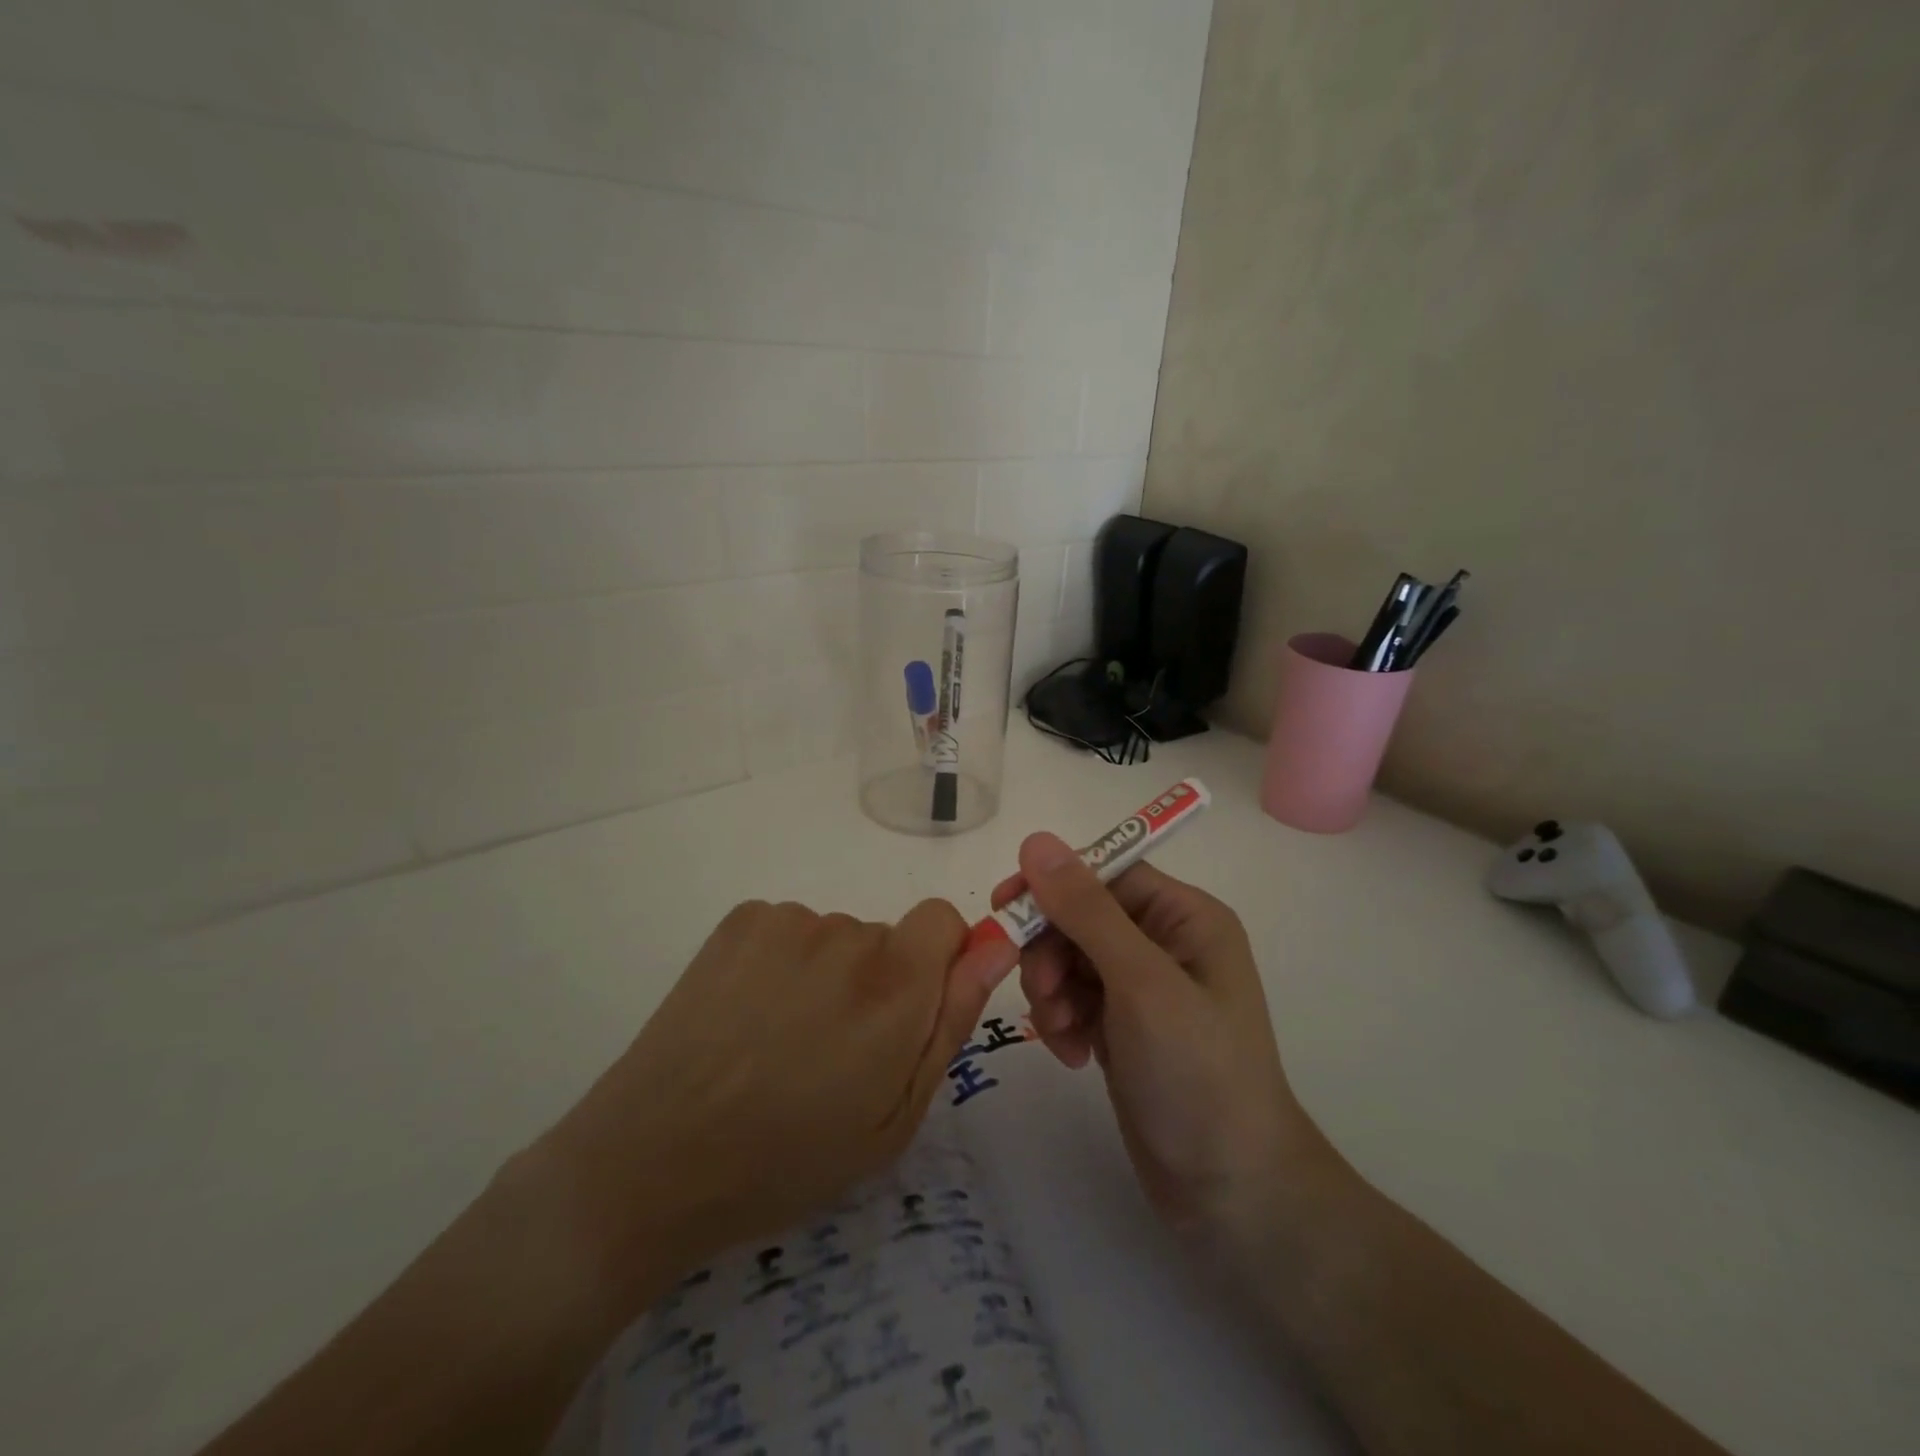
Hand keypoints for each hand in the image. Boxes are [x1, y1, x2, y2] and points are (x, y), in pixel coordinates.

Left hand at [533, 898, 1016, 1305]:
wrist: (654, 1159)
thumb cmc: (789, 1156)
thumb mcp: (895, 1116)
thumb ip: (951, 1022)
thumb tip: (993, 948)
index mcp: (895, 984)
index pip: (944, 919)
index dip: (937, 961)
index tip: (908, 1012)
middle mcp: (848, 934)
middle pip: (886, 937)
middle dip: (878, 983)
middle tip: (831, 1052)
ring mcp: (788, 921)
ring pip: (835, 938)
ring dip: (826, 976)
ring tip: (779, 1043)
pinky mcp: (741, 920)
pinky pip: (789, 930)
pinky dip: (782, 963)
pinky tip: (747, 1017)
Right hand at [993, 835, 1324, 1243]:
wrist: (1231, 1192)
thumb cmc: (1197, 1073)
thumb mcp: (1140, 983)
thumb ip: (1087, 910)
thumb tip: (1035, 840)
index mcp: (1184, 917)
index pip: (1105, 873)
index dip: (1053, 885)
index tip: (1005, 908)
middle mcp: (1165, 942)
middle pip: (1080, 916)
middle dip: (1051, 951)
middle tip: (1042, 993)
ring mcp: (1143, 987)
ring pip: (1069, 958)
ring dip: (1052, 990)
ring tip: (1062, 1034)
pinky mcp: (1123, 1026)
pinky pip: (1074, 998)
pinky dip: (1062, 1019)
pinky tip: (1072, 1054)